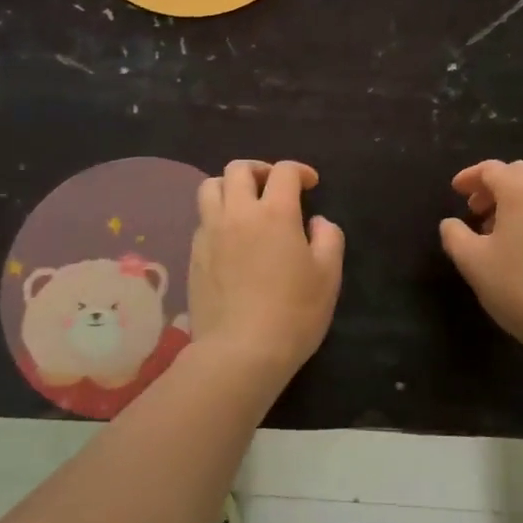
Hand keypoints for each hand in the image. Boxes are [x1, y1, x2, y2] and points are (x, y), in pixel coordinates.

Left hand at [190, 160, 343, 382]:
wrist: (240, 352)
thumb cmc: (293, 313)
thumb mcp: (328, 276)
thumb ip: (328, 238)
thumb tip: (316, 221)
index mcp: (274, 213)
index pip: (284, 172)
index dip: (299, 171)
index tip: (310, 184)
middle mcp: (237, 213)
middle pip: (238, 169)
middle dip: (260, 170)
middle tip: (274, 186)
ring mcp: (209, 233)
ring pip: (210, 187)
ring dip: (230, 186)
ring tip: (245, 204)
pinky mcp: (193, 255)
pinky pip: (202, 219)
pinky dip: (217, 215)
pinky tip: (231, 237)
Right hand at [439, 160, 522, 360]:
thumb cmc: (519, 286)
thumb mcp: (473, 262)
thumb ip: (455, 235)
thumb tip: (450, 223)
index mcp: (521, 191)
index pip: (492, 169)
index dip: (470, 177)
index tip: (454, 190)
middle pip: (517, 174)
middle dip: (492, 186)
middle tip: (474, 209)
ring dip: (511, 202)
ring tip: (494, 231)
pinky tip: (520, 247)